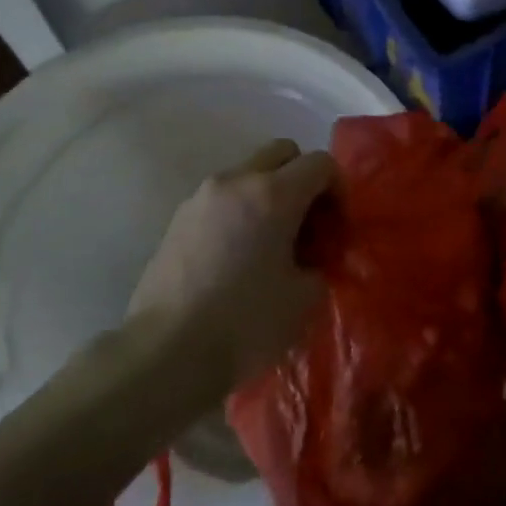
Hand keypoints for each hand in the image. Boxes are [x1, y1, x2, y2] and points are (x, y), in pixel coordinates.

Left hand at [127, 139, 336, 394]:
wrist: (167, 352)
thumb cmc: (246, 323)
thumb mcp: (305, 298)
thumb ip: (319, 264)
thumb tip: (310, 259)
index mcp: (273, 194)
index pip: (320, 163)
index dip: (338, 190)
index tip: (336, 228)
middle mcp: (235, 181)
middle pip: (281, 153)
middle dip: (302, 179)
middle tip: (307, 224)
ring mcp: (200, 198)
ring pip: (247, 175)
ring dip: (268, 196)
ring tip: (270, 244)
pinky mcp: (176, 220)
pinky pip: (221, 200)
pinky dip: (239, 213)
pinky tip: (237, 258)